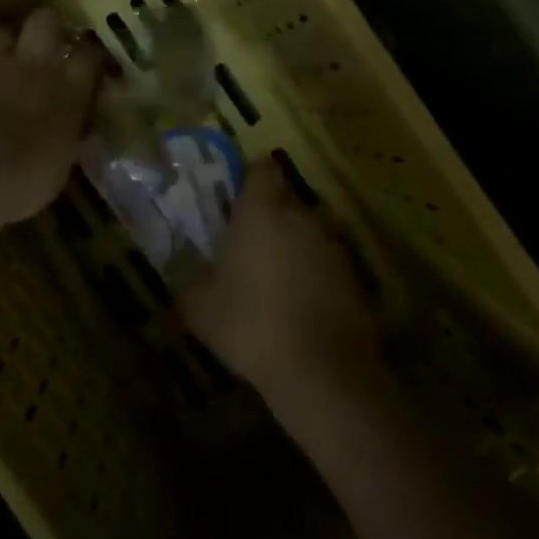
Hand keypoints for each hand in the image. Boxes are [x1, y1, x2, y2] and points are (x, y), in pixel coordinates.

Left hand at [0, 9, 104, 224]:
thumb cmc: (21, 182)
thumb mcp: (56, 169)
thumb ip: (60, 141)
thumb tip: (61, 137)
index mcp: (67, 94)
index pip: (88, 57)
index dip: (86, 55)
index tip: (84, 62)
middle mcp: (32, 67)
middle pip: (45, 22)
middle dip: (44, 28)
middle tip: (40, 45)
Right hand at [179, 161, 381, 402]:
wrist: (321, 370)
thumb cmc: (249, 323)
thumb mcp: (198, 305)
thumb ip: (188, 276)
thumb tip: (183, 267)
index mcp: (262, 211)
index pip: (261, 169)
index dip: (248, 180)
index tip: (233, 202)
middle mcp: (302, 217)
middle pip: (285, 201)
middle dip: (268, 218)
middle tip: (246, 247)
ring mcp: (334, 246)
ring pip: (308, 233)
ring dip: (292, 248)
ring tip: (272, 283)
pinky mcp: (355, 278)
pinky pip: (327, 265)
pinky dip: (314, 277)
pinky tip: (299, 309)